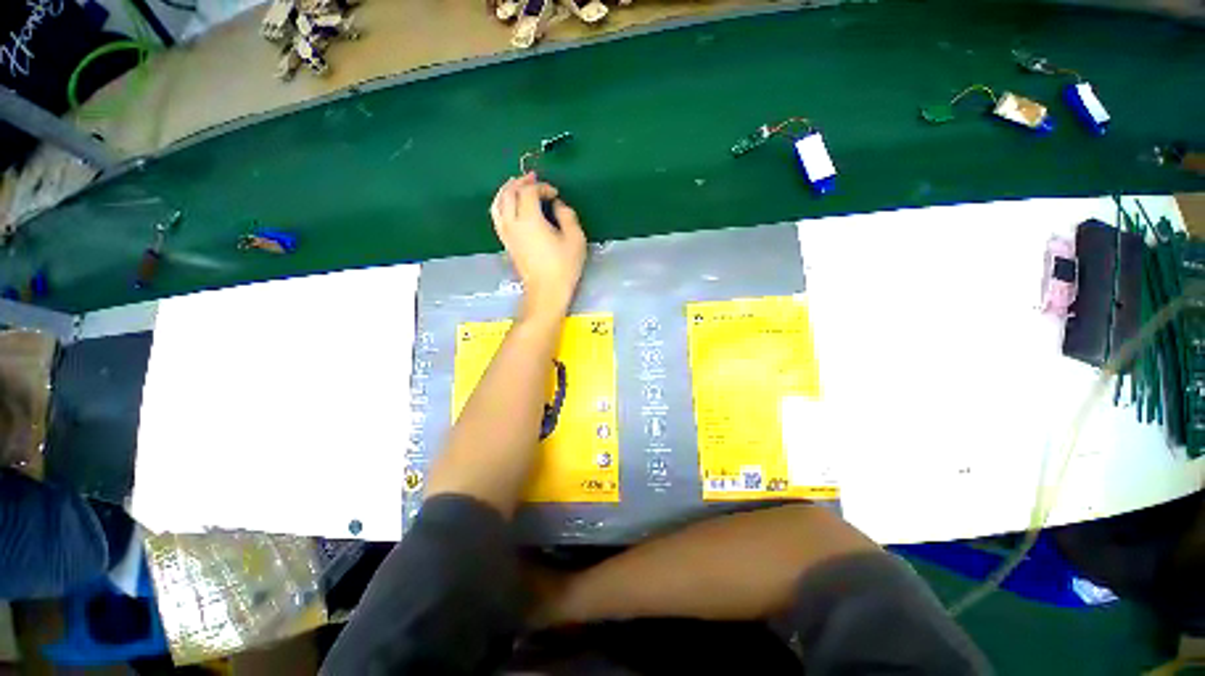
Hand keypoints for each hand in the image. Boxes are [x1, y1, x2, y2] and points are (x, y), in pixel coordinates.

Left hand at [490, 173, 586, 322]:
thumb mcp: (575, 238)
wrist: (546, 291)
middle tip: (533, 179)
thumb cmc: (564, 266)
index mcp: (530, 219)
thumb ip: (567, 215)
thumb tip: (557, 204)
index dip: (542, 186)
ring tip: (516, 186)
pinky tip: (509, 205)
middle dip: (520, 183)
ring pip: (498, 203)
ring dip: (506, 191)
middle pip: (508, 193)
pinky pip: (497, 216)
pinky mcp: (506, 242)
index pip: (529, 192)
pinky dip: (501, 204)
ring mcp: (506, 233)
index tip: (555, 193)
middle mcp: (513, 223)